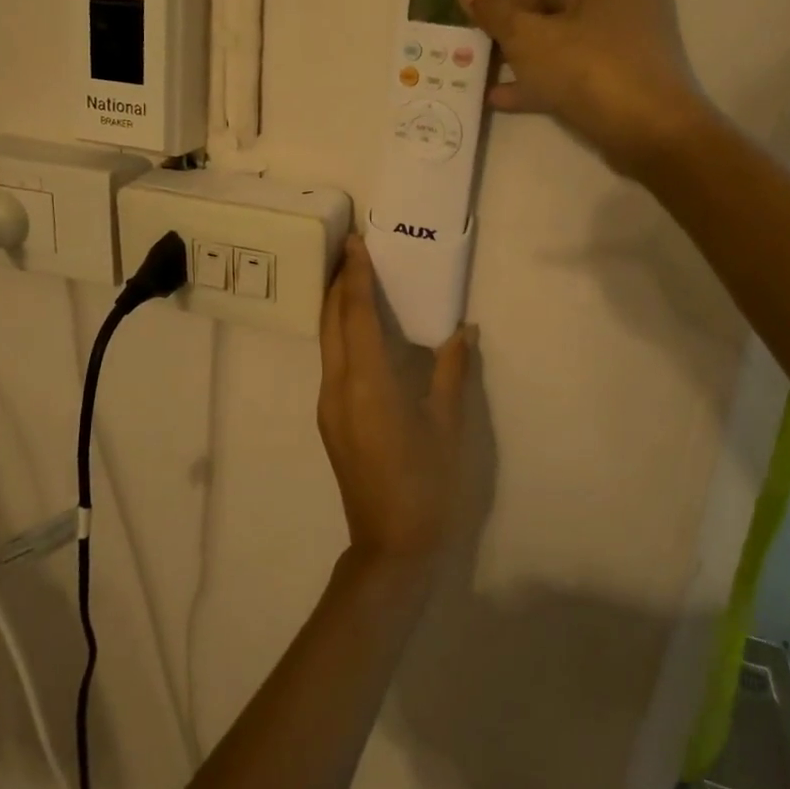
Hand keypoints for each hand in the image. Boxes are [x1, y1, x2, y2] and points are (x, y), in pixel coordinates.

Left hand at [318, 236, 472, 566]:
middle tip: (351, 251)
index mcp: (368, 382)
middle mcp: (338, 386)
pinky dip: (339, 335)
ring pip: (326, 342)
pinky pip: (331, 362)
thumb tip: (463, 331)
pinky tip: (358, 332)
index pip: (355, 315)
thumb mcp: (448, 425)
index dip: (354, 276)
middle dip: (337, 283)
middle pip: (330, 322)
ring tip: (353, 280)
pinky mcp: (329, 419)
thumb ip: (452, 372)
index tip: (355, 243)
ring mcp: (328, 404)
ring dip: (335, 308)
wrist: (390, 545)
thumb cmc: (427, 484)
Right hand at [454, 0, 713, 181]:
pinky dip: (538, 74)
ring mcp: (623, 33)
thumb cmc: (591, 71)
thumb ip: (493, 8)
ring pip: (557, 30)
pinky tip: (497, 96)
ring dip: (515, 45)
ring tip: (470, 60)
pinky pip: (571, 61)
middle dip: (503, 11)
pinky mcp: (620, 69)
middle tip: (461, 26)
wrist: (654, 136)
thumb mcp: (530, 38)